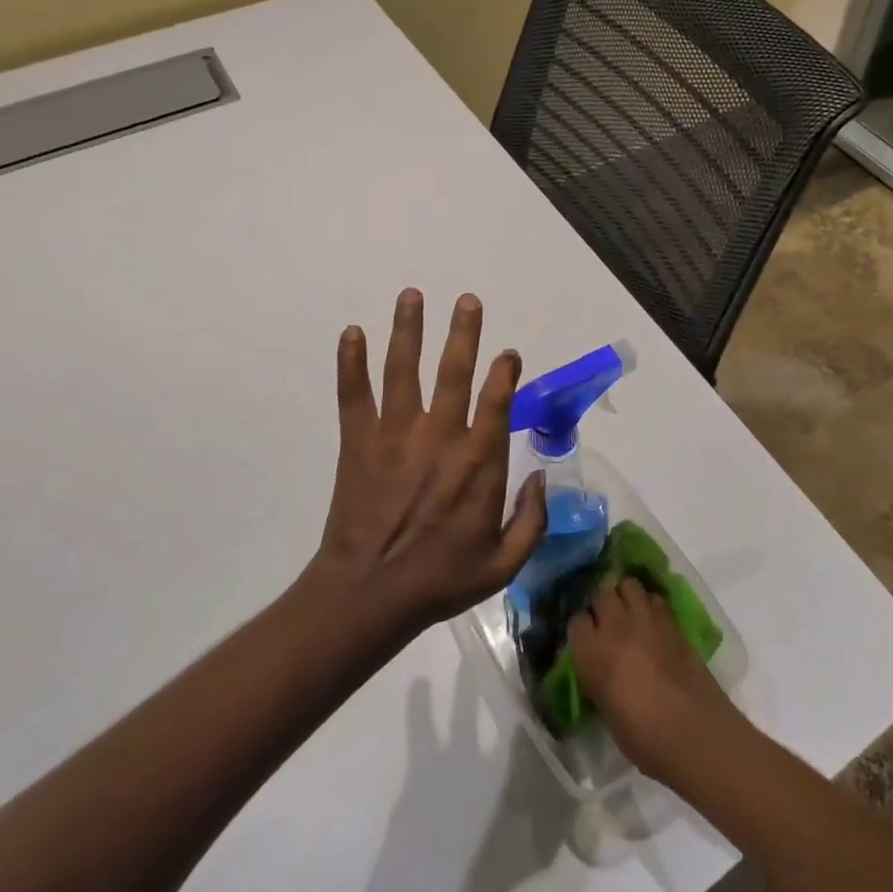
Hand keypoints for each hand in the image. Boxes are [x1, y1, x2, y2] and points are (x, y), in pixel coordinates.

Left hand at [309, 289, 547, 638]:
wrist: (369, 595)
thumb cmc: (440, 580)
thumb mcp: (504, 564)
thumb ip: (532, 520)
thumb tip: (541, 476)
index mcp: (477, 463)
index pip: (497, 403)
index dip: (504, 373)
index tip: (508, 353)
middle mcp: (439, 437)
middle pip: (453, 373)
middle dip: (463, 333)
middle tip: (467, 300)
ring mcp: (395, 435)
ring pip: (403, 371)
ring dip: (408, 330)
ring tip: (411, 295)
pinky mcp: (359, 442)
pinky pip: (354, 395)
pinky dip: (351, 363)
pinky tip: (351, 333)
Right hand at [569, 578, 743, 786]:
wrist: (693, 731)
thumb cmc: (644, 737)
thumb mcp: (607, 711)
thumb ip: (599, 680)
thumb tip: (601, 670)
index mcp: (591, 653)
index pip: (576, 621)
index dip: (583, 630)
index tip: (588, 640)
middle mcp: (614, 627)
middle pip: (601, 594)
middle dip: (603, 605)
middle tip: (609, 623)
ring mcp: (645, 619)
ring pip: (628, 585)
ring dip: (626, 596)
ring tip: (630, 613)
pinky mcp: (671, 620)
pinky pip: (655, 598)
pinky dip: (651, 604)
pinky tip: (654, 621)